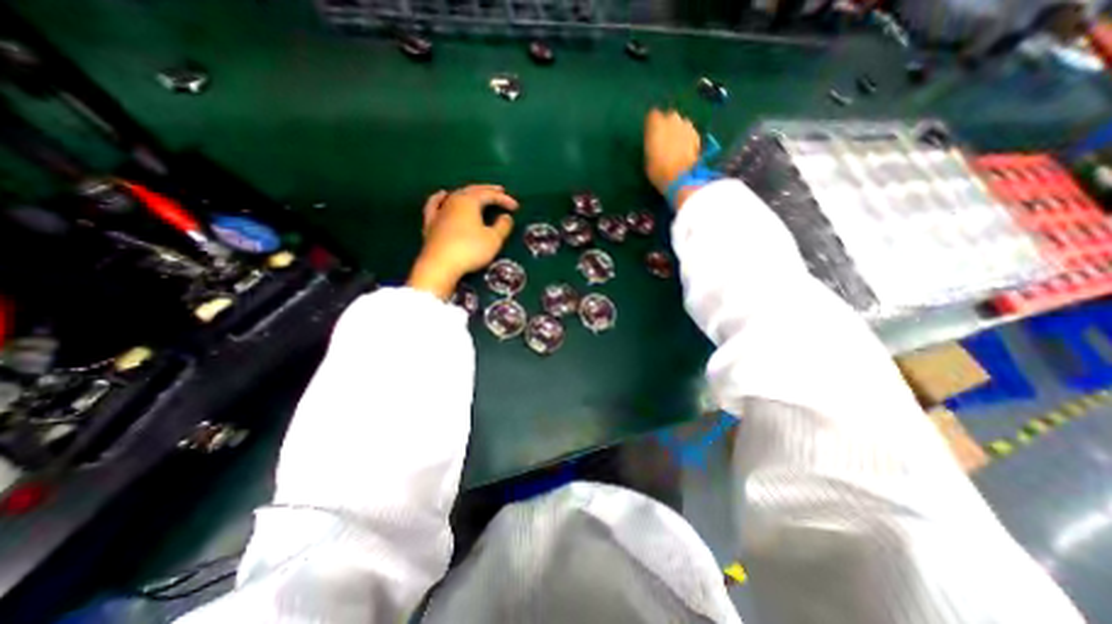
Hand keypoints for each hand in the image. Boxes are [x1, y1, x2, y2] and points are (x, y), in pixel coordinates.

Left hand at [407, 184, 522, 295]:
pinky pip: (435, 204)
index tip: (516, 207)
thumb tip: (506, 217)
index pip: (489, 194)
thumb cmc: (470, 250)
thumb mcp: (493, 239)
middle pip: (472, 190)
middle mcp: (453, 201)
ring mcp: (439, 211)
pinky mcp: (430, 223)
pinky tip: (443, 195)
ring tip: (477, 194)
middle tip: (499, 191)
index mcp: (469, 201)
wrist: (440, 265)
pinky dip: (440, 198)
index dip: (504, 199)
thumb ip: (503, 226)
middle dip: (487, 190)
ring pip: (455, 195)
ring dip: (469, 193)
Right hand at [640, 107, 696, 198]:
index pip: (652, 116)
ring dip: (679, 131)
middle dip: (667, 126)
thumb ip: (651, 144)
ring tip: (676, 147)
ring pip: (681, 124)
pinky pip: (690, 133)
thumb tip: (655, 141)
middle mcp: (672, 118)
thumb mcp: (647, 157)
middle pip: (669, 117)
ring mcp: (687, 125)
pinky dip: (687, 139)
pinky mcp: (697, 134)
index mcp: (655, 123)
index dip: (652, 126)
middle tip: (665, 141)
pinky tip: (685, 151)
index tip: (651, 135)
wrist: (680, 176)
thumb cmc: (657, 169)